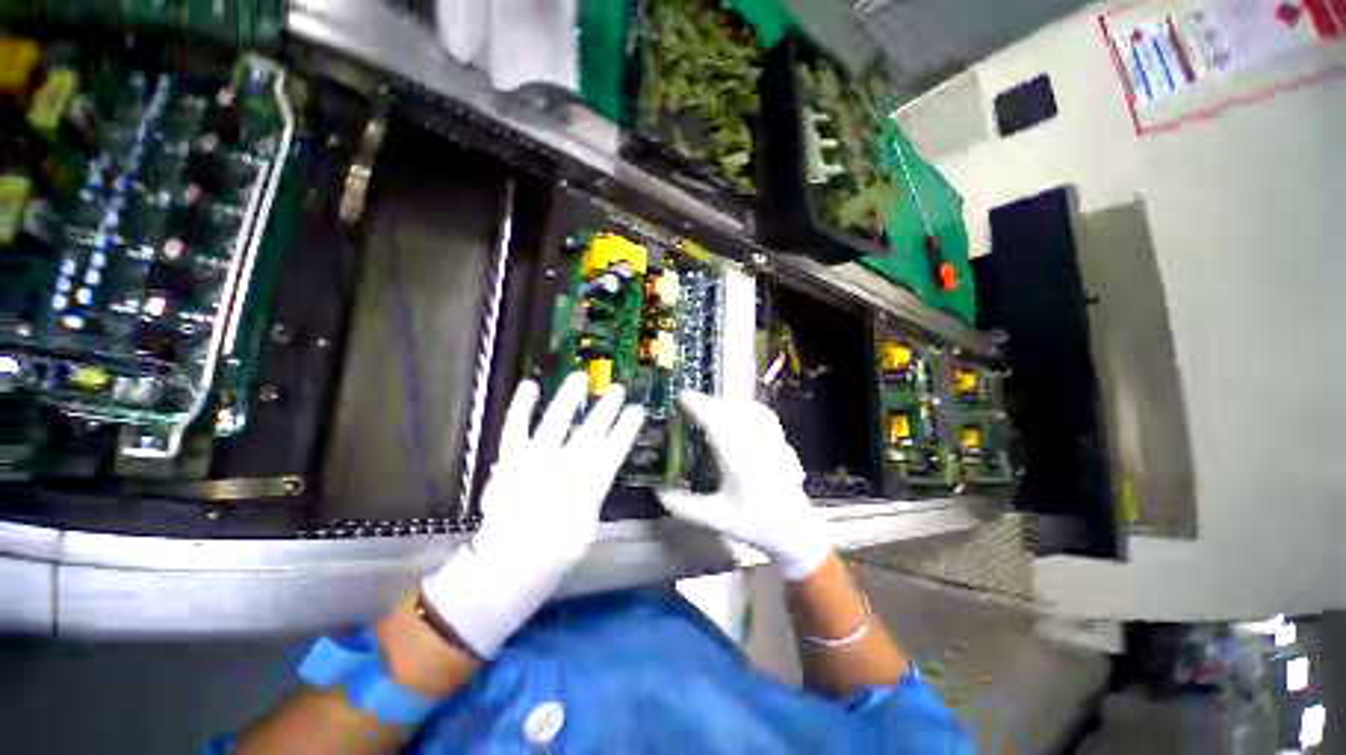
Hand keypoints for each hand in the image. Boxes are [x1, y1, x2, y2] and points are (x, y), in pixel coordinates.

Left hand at [421, 373, 644, 656]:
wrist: (506, 567)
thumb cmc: (554, 555)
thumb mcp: (587, 528)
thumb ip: (592, 495)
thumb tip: (595, 474)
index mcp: (588, 486)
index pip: (614, 450)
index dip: (627, 428)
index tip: (637, 411)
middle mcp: (564, 467)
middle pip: (590, 432)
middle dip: (606, 410)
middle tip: (618, 390)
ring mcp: (534, 460)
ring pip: (556, 422)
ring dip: (569, 398)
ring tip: (580, 377)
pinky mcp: (510, 460)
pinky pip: (515, 429)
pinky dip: (521, 407)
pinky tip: (531, 386)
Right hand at [657, 391, 831, 580]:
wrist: (795, 531)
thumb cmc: (755, 525)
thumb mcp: (715, 519)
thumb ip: (683, 505)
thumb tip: (657, 490)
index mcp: (738, 458)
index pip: (715, 420)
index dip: (697, 405)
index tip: (680, 398)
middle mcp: (755, 442)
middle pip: (729, 409)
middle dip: (707, 403)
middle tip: (689, 409)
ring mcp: (771, 438)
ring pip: (746, 408)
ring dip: (725, 405)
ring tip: (710, 411)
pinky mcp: (780, 440)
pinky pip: (761, 414)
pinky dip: (745, 408)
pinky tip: (738, 416)